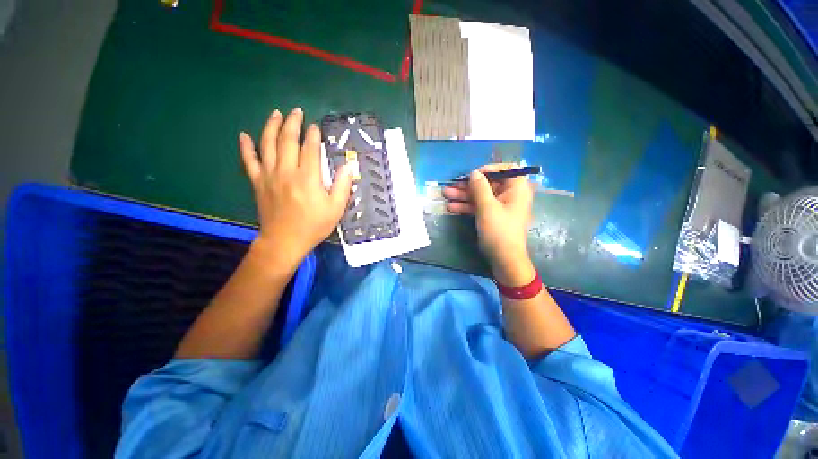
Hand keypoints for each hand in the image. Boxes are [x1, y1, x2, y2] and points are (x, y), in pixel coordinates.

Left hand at [239, 108, 351, 270]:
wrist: (285, 241)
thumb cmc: (314, 225)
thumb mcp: (336, 209)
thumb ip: (343, 186)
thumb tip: (348, 166)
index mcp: (308, 177)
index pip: (310, 149)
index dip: (313, 135)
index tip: (316, 127)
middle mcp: (287, 171)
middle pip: (287, 140)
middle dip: (293, 123)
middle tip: (297, 111)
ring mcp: (269, 175)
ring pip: (267, 144)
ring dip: (271, 126)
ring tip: (276, 114)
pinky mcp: (257, 182)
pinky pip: (249, 161)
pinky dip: (246, 147)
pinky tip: (244, 135)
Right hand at [443, 163, 534, 284]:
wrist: (504, 259)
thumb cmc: (499, 231)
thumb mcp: (487, 207)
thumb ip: (479, 188)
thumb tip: (473, 173)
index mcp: (516, 189)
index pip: (505, 169)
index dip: (488, 169)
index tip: (472, 175)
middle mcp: (510, 195)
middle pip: (488, 184)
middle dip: (468, 185)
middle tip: (451, 185)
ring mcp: (500, 207)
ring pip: (481, 196)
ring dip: (464, 195)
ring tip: (446, 194)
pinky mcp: (492, 217)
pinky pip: (479, 207)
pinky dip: (467, 206)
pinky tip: (451, 207)